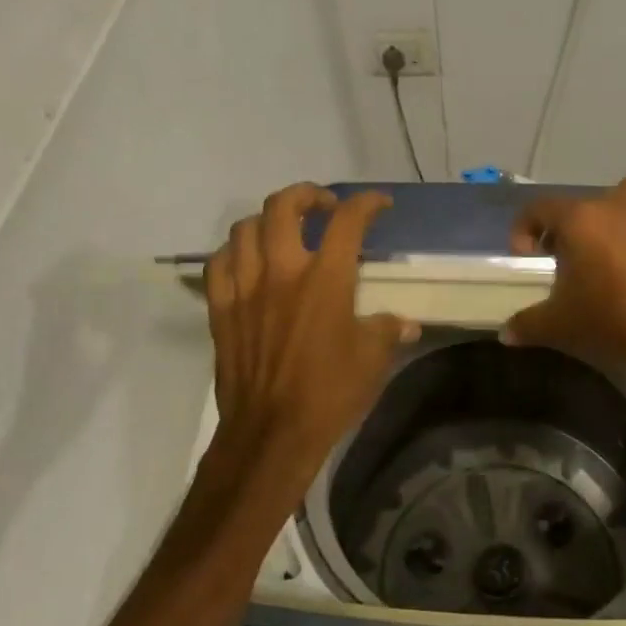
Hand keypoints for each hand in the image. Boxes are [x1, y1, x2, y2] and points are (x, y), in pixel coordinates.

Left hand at [205, 184, 418, 472]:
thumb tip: (406, 324)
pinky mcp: (221, 309)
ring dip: (268, 219)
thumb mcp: (373, 360)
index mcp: (325, 279)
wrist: (272, 431)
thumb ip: (389, 331)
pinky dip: (235, 252)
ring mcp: (245, 288)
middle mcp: (281, 271)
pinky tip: (248, 261)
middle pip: (284, 206)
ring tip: (284, 230)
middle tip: (325, 206)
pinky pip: (218, 263)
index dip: (367, 203)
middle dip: (308, 194)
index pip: (348, 221)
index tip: (379, 204)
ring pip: (245, 228)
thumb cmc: (329, 393)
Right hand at [502, 173, 625, 369]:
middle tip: (569, 257)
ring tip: (615, 232)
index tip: (526, 255)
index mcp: (579, 221)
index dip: (524, 229)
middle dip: (571, 225)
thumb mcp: (558, 326)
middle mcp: (616, 205)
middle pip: (585, 202)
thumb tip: (506, 333)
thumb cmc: (610, 321)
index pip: (539, 209)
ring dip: (621, 204)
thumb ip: (527, 324)